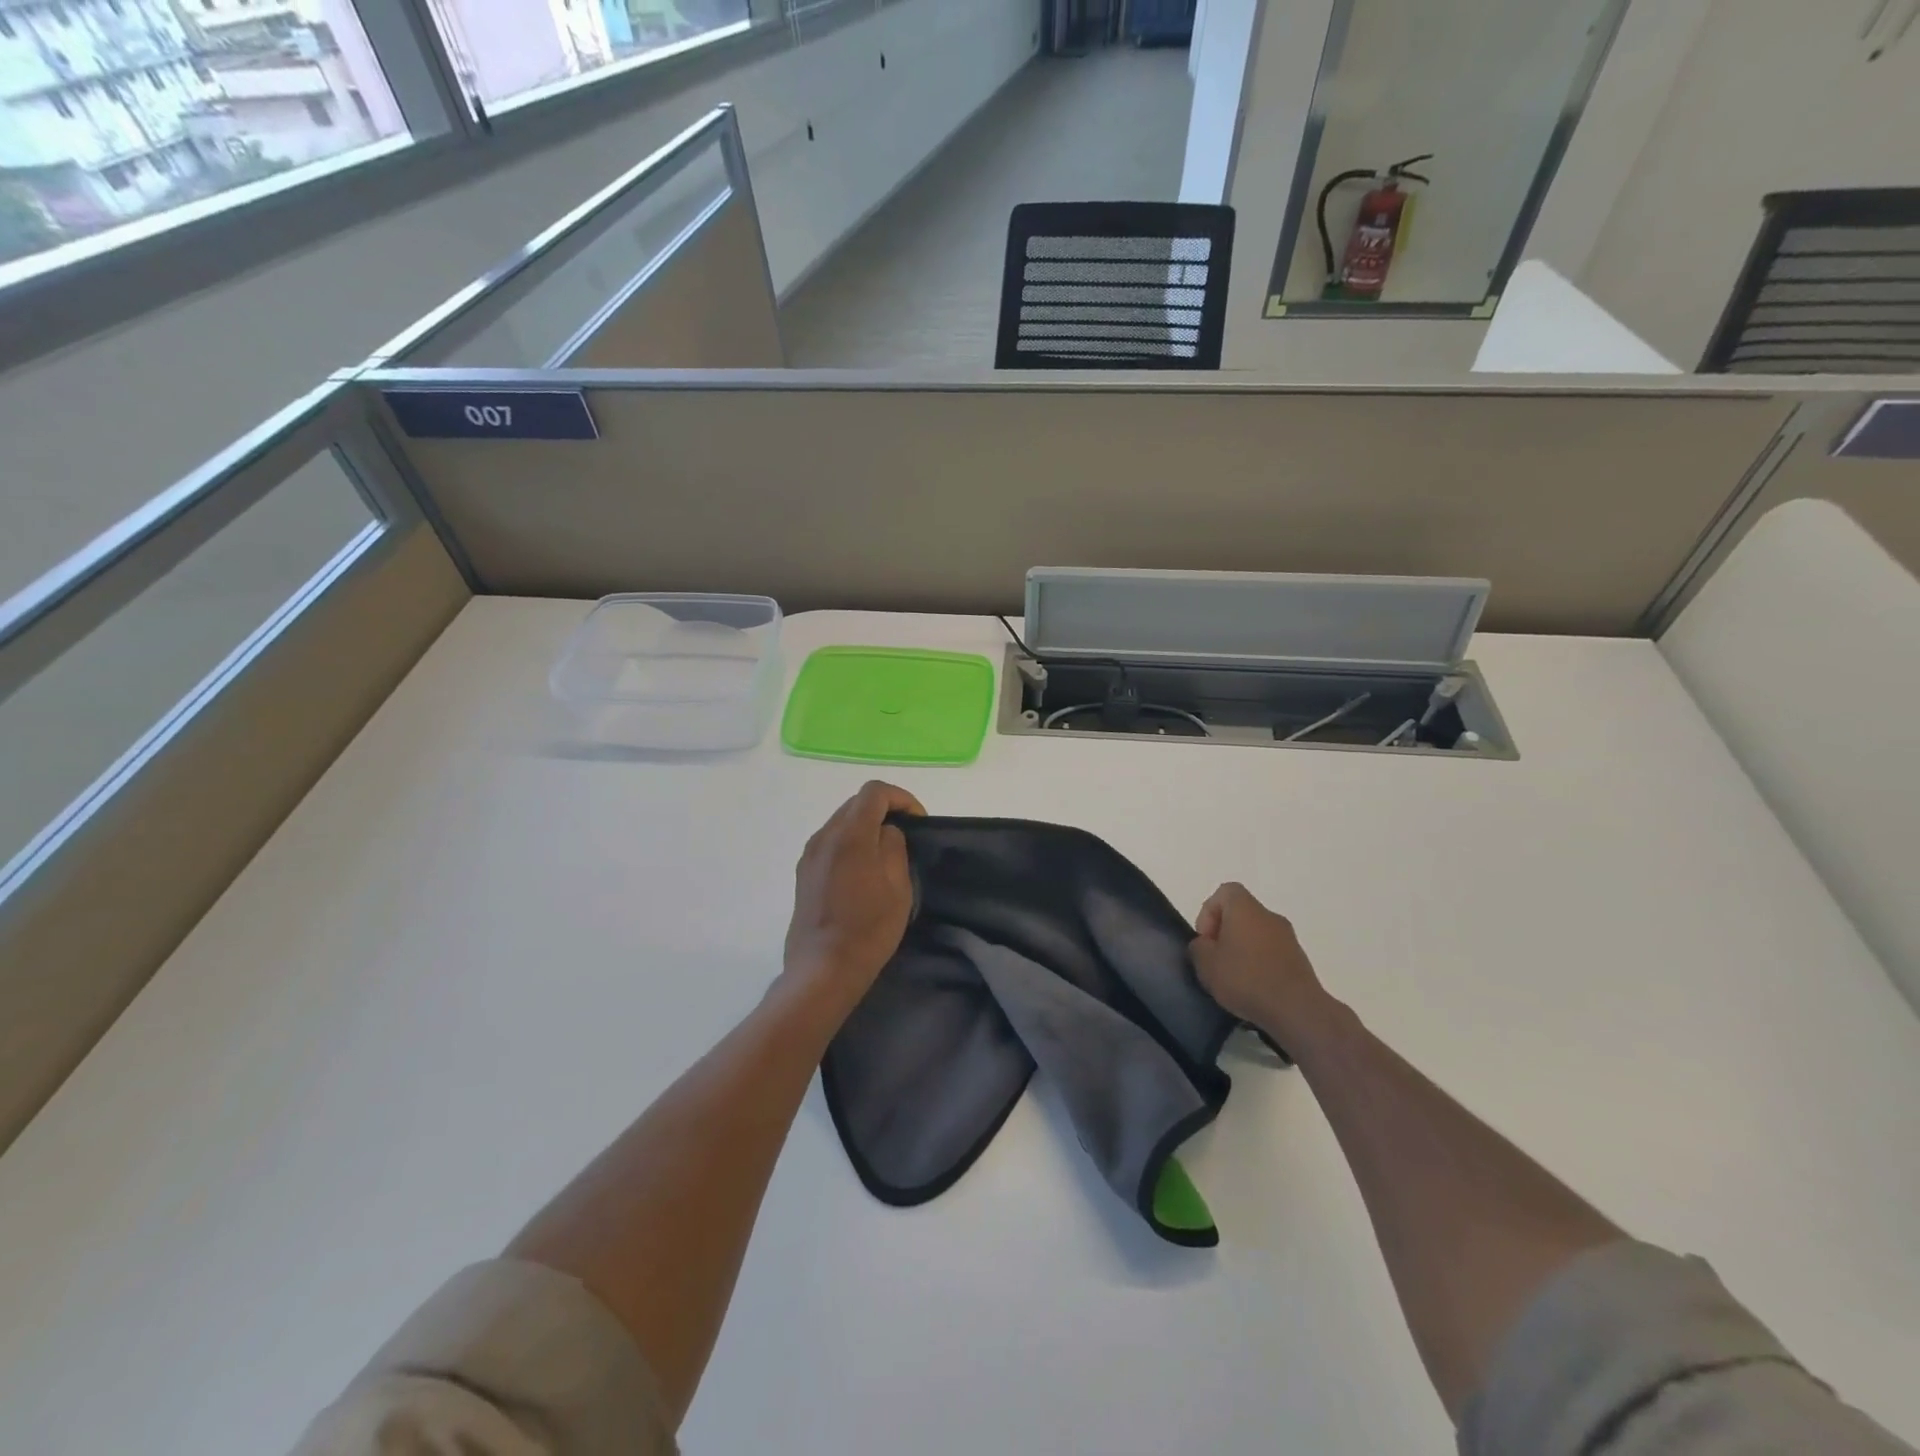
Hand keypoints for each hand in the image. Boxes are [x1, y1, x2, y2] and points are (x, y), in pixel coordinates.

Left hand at [782, 781, 924, 1015]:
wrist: (822, 970)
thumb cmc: (868, 928)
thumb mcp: (898, 886)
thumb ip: (893, 847)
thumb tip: (886, 832)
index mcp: (849, 835)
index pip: (874, 791)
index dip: (902, 798)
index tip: (918, 822)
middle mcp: (824, 836)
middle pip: (855, 803)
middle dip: (884, 810)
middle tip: (906, 836)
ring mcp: (809, 854)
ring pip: (841, 822)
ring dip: (866, 827)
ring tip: (886, 854)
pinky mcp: (803, 873)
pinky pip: (830, 842)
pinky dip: (850, 843)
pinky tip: (863, 872)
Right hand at [1190, 883, 1335, 1047]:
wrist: (1297, 1010)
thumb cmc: (1246, 979)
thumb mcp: (1206, 964)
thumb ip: (1198, 948)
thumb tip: (1205, 945)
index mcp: (1245, 909)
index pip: (1225, 892)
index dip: (1209, 912)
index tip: (1206, 940)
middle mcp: (1269, 916)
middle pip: (1241, 914)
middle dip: (1224, 934)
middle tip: (1215, 960)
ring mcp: (1289, 938)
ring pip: (1257, 935)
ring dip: (1242, 950)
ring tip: (1233, 979)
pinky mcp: (1300, 960)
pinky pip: (1271, 953)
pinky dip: (1259, 964)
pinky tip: (1254, 989)